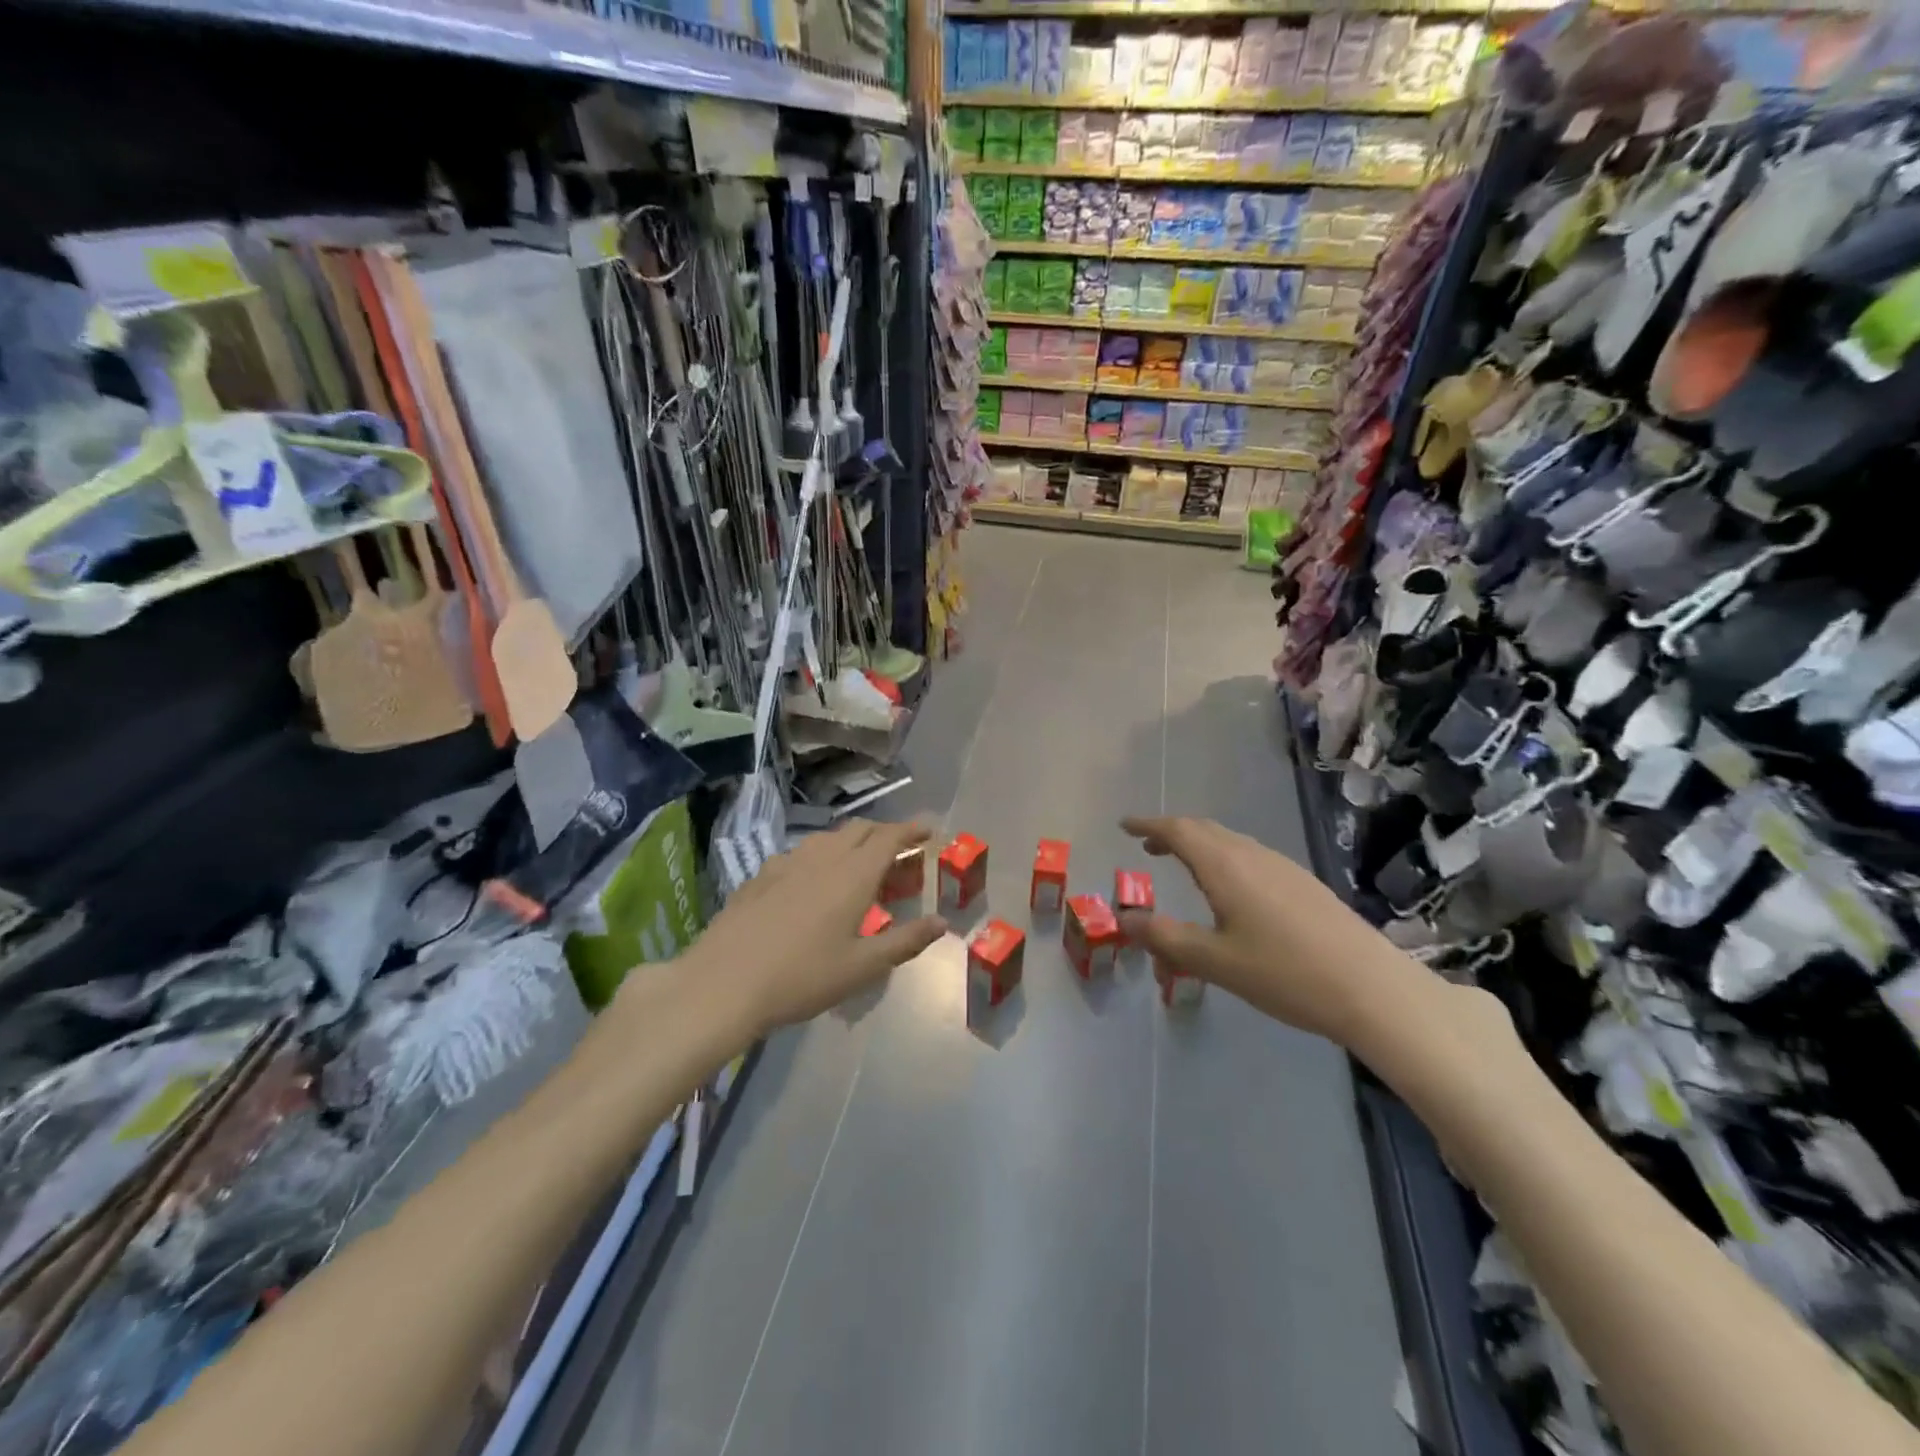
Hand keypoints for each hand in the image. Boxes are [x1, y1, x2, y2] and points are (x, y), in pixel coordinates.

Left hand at [690, 818, 945, 1033]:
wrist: (723, 983)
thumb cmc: (802, 977)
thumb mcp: (862, 967)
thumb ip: (905, 941)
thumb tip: (941, 922)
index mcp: (854, 874)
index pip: (890, 836)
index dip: (912, 829)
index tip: (929, 829)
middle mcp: (823, 857)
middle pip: (860, 829)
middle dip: (884, 833)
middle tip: (899, 854)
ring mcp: (787, 862)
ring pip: (828, 838)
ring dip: (851, 842)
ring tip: (859, 867)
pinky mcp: (761, 875)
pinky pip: (800, 853)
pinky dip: (820, 857)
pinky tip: (812, 883)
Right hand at [1117, 814, 1403, 1044]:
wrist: (1373, 988)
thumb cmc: (1284, 973)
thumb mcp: (1214, 961)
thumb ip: (1165, 938)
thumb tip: (1124, 918)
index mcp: (1225, 866)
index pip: (1177, 831)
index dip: (1148, 825)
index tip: (1124, 826)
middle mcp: (1253, 855)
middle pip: (1204, 830)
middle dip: (1172, 833)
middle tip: (1148, 846)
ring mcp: (1283, 867)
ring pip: (1230, 842)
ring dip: (1200, 846)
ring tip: (1183, 866)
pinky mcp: (1304, 884)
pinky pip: (1250, 856)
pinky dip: (1224, 859)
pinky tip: (1231, 891)